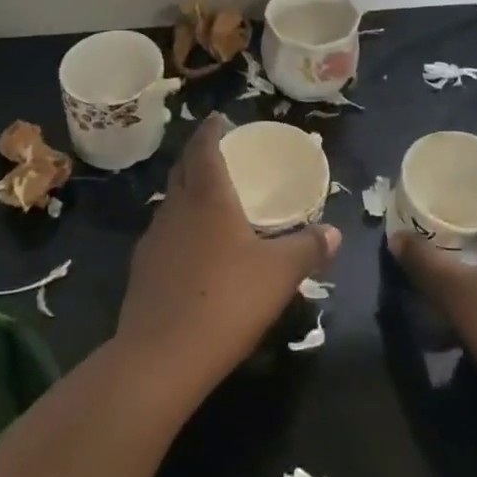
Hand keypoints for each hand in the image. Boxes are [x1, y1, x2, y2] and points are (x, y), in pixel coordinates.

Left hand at [117, 115, 339, 394]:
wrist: (160, 359)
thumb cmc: (226, 301)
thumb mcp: (280, 274)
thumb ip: (308, 248)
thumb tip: (334, 232)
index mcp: (208, 197)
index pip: (204, 148)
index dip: (211, 130)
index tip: (218, 117)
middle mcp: (176, 209)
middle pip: (182, 169)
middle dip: (197, 154)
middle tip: (215, 150)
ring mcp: (153, 240)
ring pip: (170, 201)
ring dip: (186, 190)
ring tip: (207, 197)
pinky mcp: (141, 271)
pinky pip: (163, 233)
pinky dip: (178, 226)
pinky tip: (192, 248)